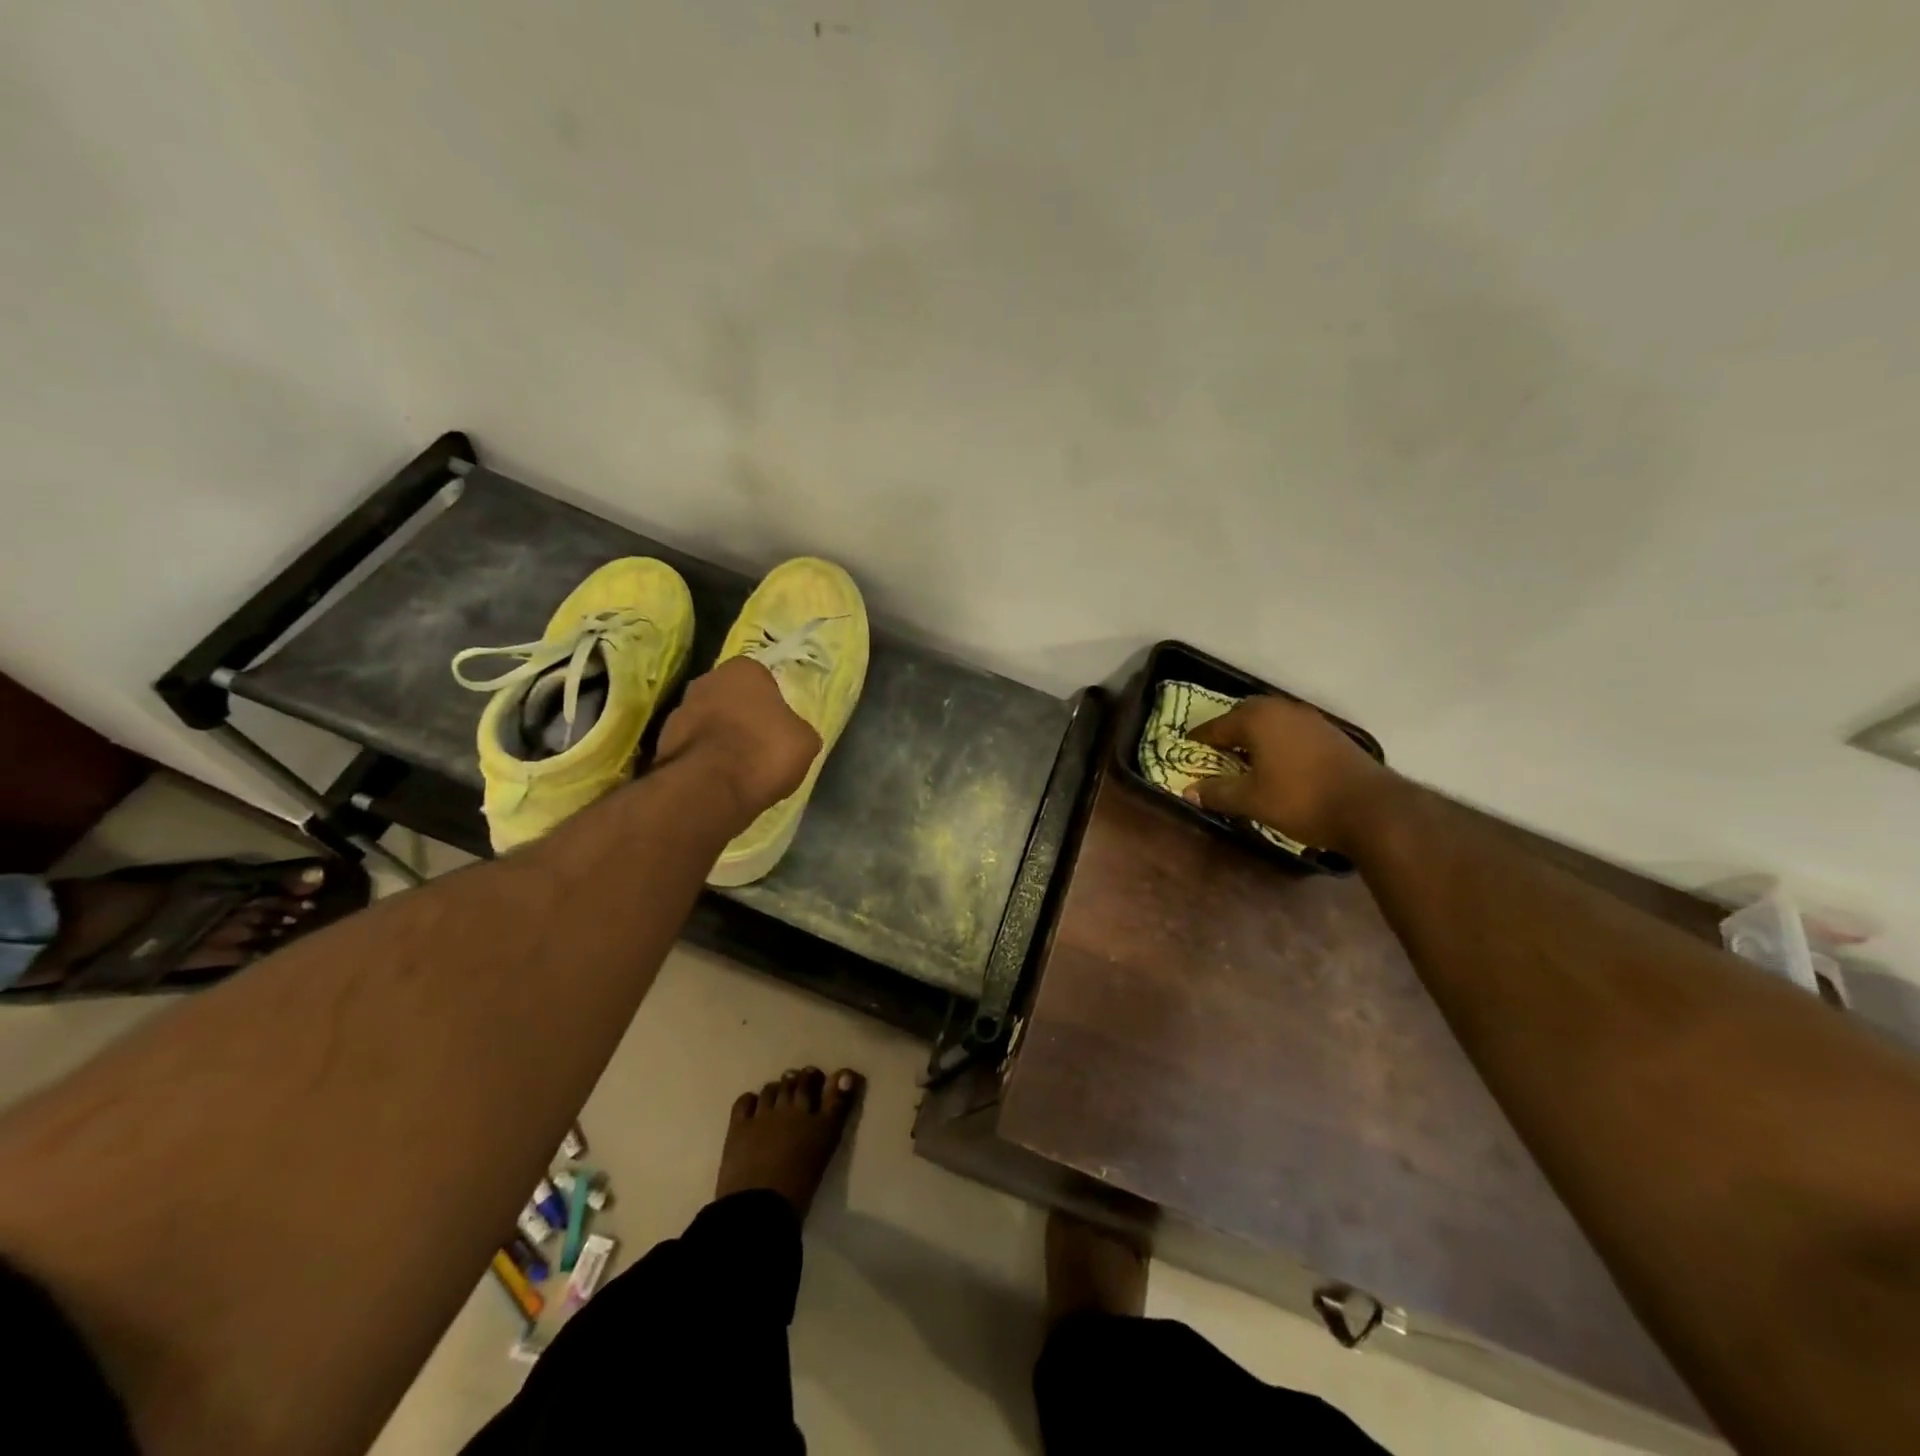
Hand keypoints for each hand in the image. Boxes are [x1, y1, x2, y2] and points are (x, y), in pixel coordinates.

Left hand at [655, 657, 820, 825]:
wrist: (711, 788)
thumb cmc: (765, 751)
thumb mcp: (805, 741)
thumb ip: (796, 728)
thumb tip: (791, 733)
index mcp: (743, 670)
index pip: (761, 678)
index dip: (770, 702)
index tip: (777, 725)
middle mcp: (706, 681)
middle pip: (729, 697)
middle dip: (741, 716)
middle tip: (758, 743)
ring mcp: (679, 711)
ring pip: (707, 721)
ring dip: (719, 737)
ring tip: (738, 767)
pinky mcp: (662, 742)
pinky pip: (692, 747)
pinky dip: (704, 759)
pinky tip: (718, 779)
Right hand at [1184, 697, 1399, 853]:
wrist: (1371, 808)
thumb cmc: (1301, 799)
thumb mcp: (1251, 800)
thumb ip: (1217, 792)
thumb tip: (1188, 791)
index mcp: (1257, 719)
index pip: (1216, 726)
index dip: (1199, 740)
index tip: (1186, 750)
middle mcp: (1282, 710)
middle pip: (1245, 716)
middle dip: (1228, 732)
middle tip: (1216, 753)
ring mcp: (1310, 719)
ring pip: (1271, 722)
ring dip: (1255, 737)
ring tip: (1245, 760)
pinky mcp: (1331, 734)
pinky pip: (1291, 731)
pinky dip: (1277, 742)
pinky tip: (1278, 764)